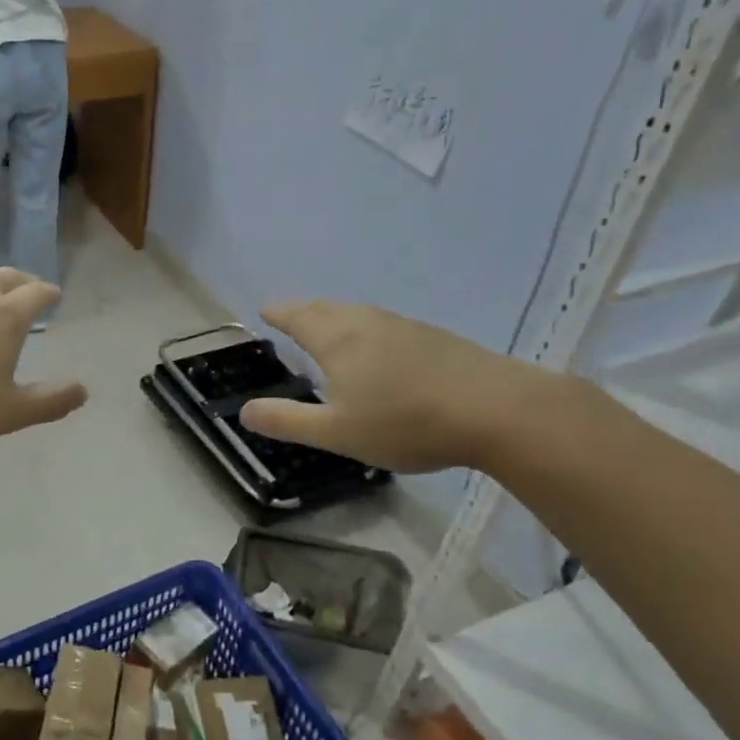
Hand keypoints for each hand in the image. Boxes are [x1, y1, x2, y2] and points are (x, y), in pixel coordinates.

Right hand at [238, 302, 555, 473]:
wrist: (496, 410)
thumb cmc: (405, 422)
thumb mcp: (337, 432)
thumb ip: (287, 421)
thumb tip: (244, 410)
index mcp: (337, 339)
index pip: (297, 316)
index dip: (278, 313)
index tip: (265, 310)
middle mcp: (366, 322)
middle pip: (326, 308)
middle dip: (303, 310)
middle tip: (290, 315)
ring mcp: (404, 327)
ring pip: (358, 313)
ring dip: (335, 316)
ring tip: (328, 327)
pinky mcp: (434, 338)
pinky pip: (384, 324)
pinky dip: (365, 328)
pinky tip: (378, 347)